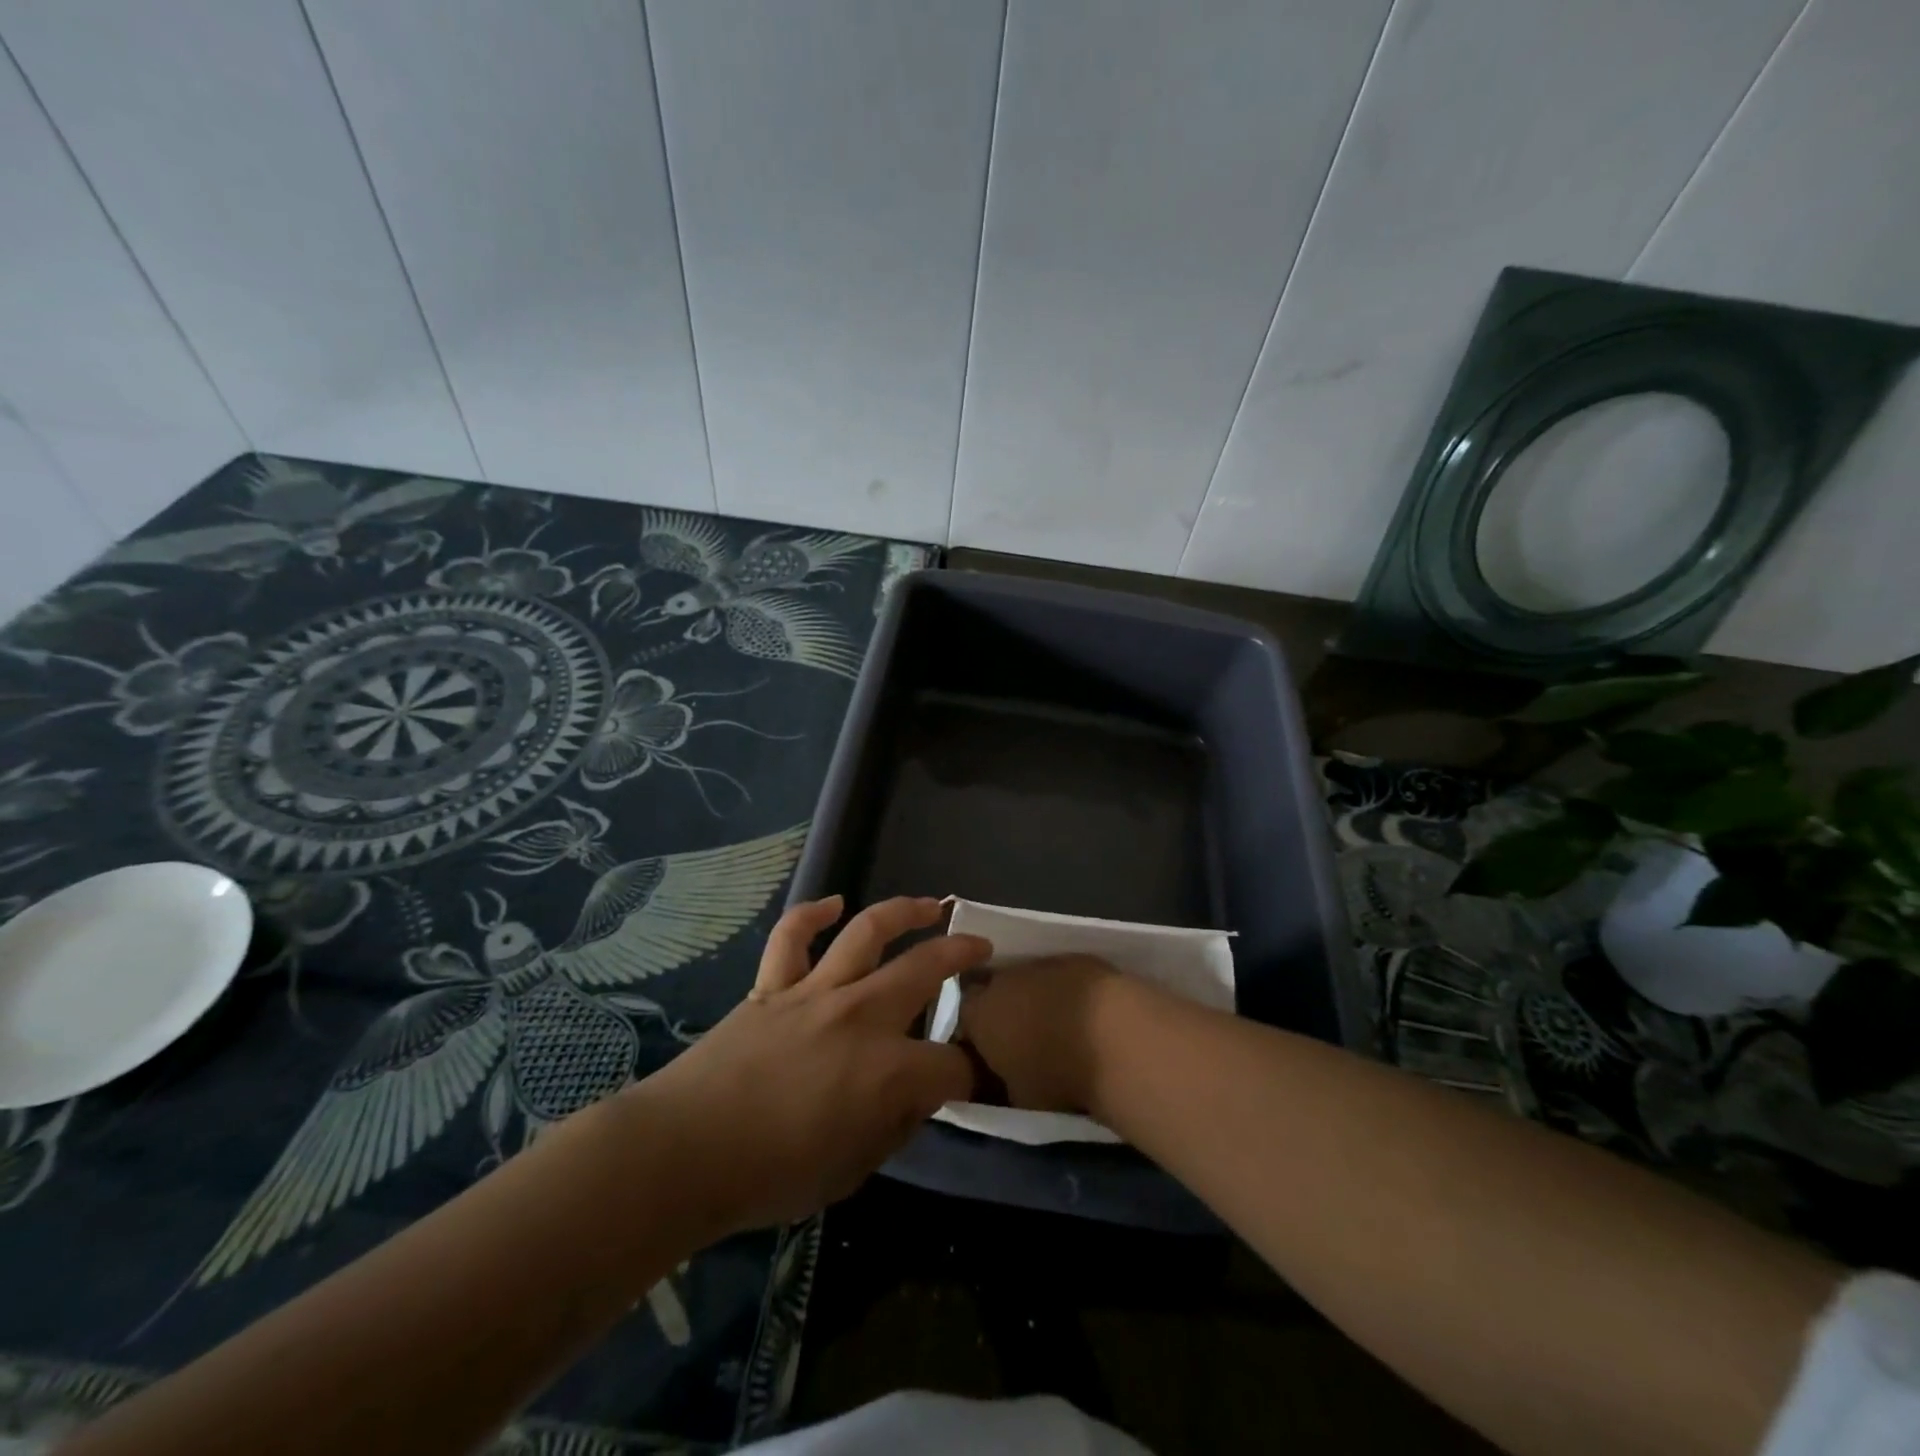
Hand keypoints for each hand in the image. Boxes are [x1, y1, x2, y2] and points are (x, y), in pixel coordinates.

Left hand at [628, 896, 989, 1236]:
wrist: (686, 1152)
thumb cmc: (772, 1175)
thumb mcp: (852, 1171)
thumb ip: (893, 1127)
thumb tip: (915, 1096)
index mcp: (888, 1070)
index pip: (952, 1065)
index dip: (970, 1073)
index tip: (973, 1078)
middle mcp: (861, 1015)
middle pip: (925, 968)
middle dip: (962, 953)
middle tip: (981, 946)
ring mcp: (815, 992)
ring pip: (867, 932)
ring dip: (904, 911)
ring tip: (930, 905)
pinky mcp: (773, 985)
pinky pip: (792, 936)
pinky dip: (813, 914)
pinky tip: (833, 905)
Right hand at [955, 954, 1124, 1115]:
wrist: (1114, 1036)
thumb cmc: (1058, 1076)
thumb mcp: (1018, 1098)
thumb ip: (1001, 1083)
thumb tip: (1002, 1079)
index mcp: (979, 1014)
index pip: (963, 1017)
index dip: (976, 1033)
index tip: (990, 1053)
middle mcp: (1002, 980)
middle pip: (994, 990)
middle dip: (1005, 1010)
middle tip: (1024, 1038)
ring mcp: (1041, 963)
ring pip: (1028, 979)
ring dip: (1036, 998)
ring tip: (1059, 1027)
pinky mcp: (1076, 957)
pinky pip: (1061, 975)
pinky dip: (1067, 991)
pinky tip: (1086, 1013)